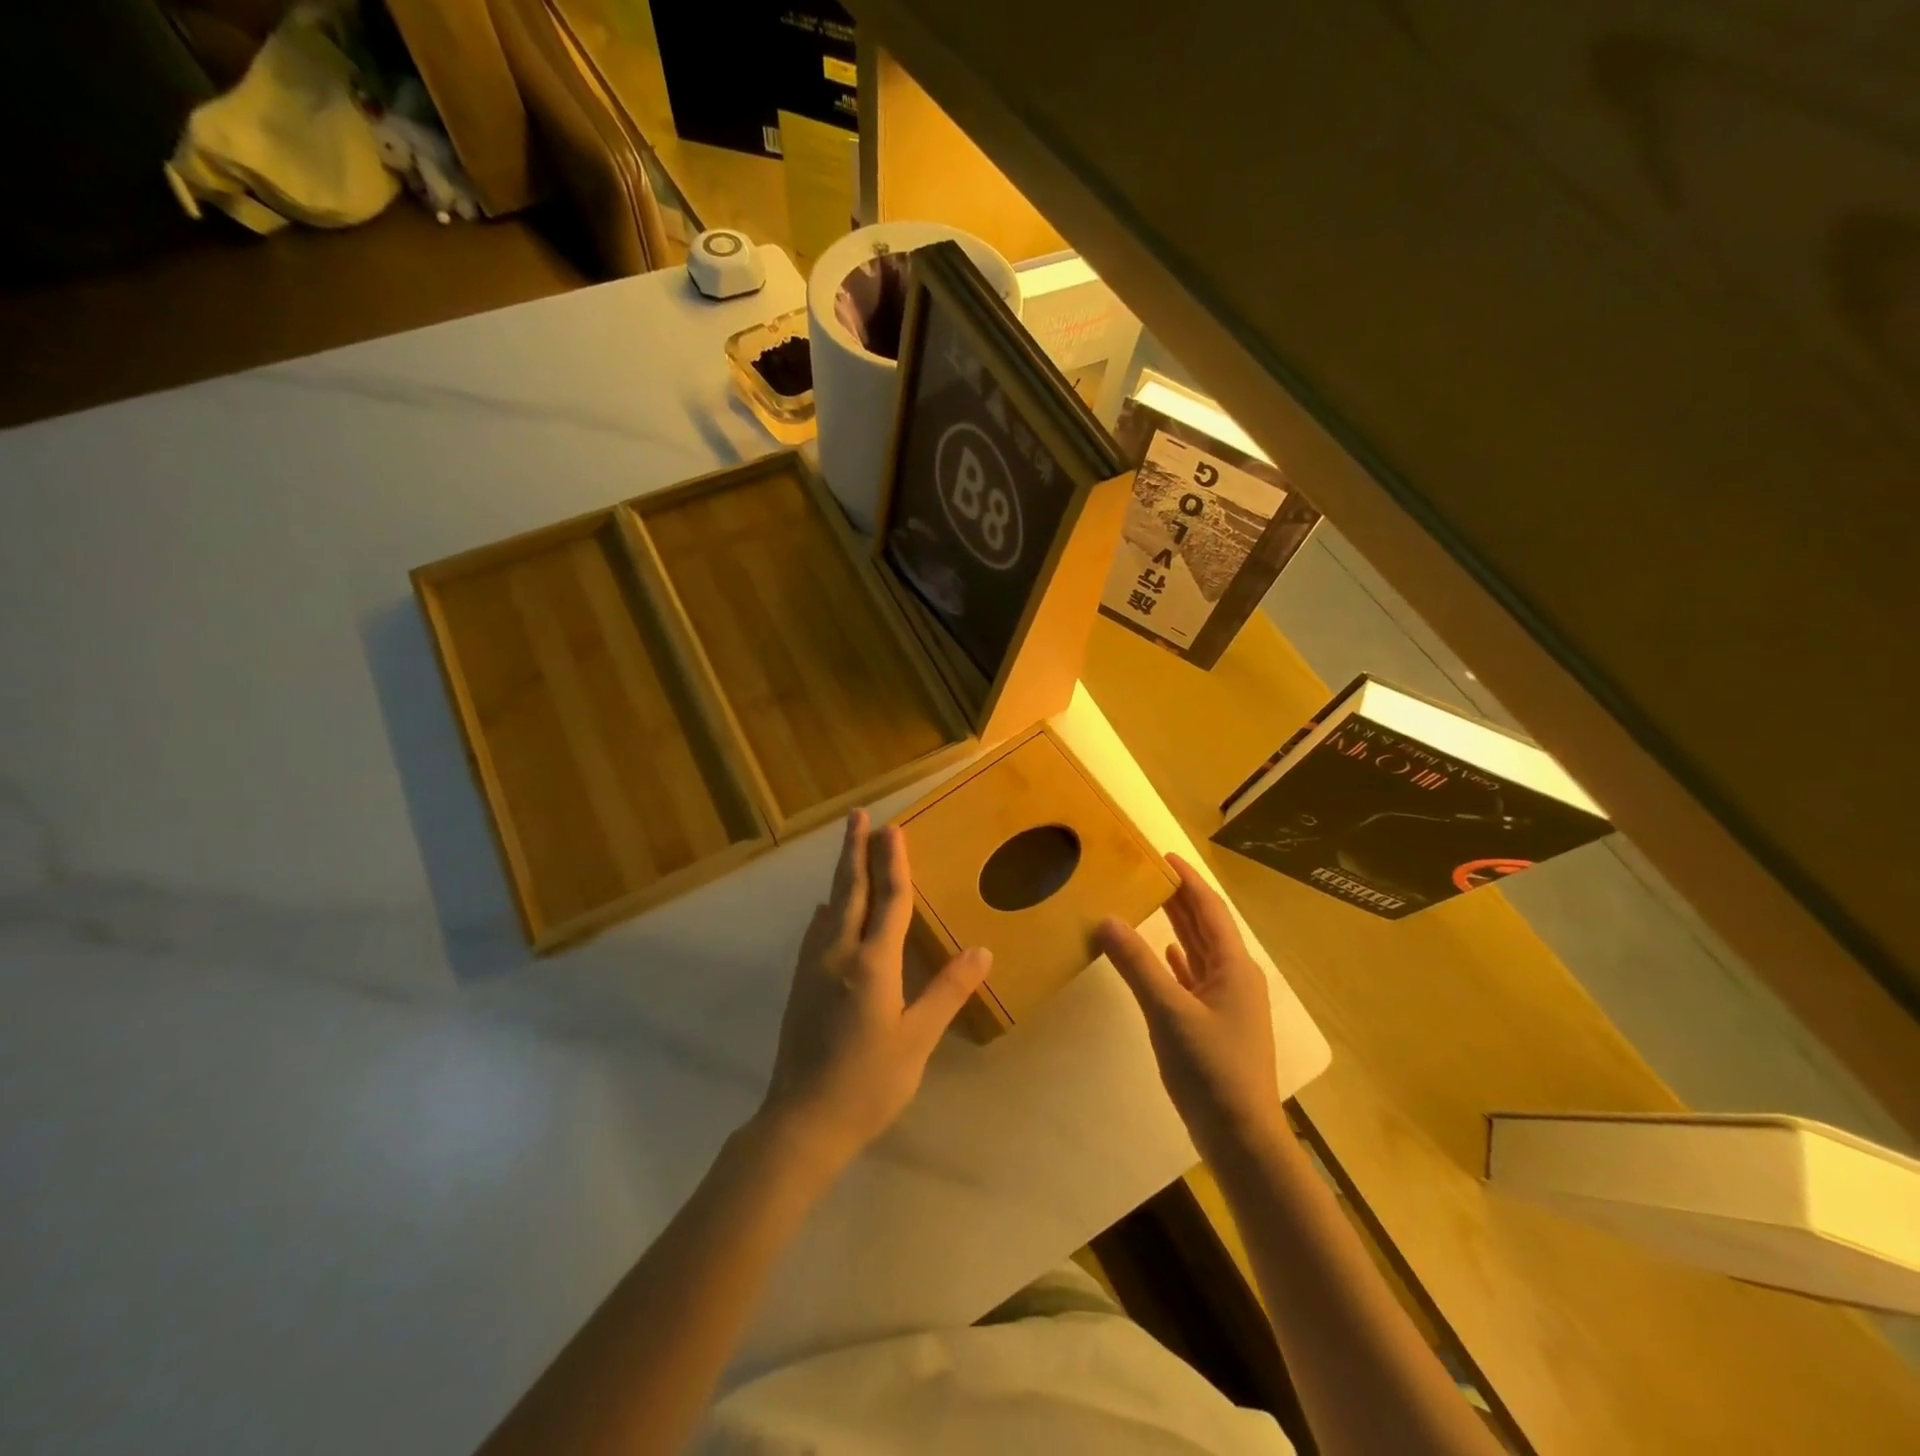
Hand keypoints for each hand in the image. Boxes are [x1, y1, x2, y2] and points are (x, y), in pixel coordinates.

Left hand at [758, 810, 992, 1176]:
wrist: (802, 1121)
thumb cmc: (869, 1081)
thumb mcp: (917, 1038)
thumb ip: (947, 990)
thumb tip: (982, 950)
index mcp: (872, 962)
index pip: (889, 900)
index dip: (894, 862)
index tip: (893, 828)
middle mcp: (839, 952)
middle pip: (850, 890)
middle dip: (855, 850)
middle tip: (858, 817)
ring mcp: (813, 967)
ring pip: (831, 906)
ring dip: (842, 873)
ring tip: (849, 851)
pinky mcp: (801, 984)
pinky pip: (817, 930)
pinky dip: (828, 908)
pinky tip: (827, 910)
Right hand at [1096, 854, 1283, 1159]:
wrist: (1240, 1137)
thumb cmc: (1210, 1068)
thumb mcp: (1168, 1011)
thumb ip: (1136, 964)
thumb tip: (1106, 919)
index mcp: (1233, 967)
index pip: (1210, 909)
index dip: (1188, 880)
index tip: (1163, 855)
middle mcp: (1235, 977)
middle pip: (1205, 927)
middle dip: (1179, 899)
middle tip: (1146, 873)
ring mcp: (1228, 1002)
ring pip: (1199, 952)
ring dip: (1177, 927)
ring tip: (1148, 903)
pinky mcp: (1216, 1024)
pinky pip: (1195, 978)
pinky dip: (1178, 961)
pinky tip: (1163, 954)